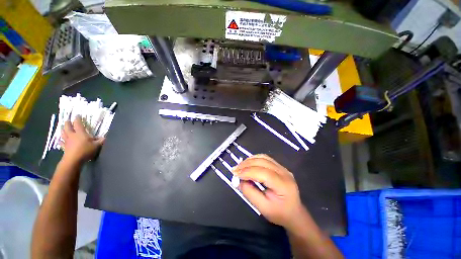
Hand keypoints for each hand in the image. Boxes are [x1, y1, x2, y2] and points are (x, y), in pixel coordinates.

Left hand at [60, 115, 104, 163]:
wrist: (74, 160)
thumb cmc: (86, 150)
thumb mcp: (97, 145)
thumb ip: (100, 141)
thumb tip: (105, 137)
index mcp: (80, 133)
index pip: (78, 124)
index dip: (78, 119)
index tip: (77, 115)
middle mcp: (72, 135)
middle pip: (68, 127)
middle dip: (68, 123)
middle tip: (67, 120)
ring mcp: (67, 141)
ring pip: (63, 133)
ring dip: (62, 129)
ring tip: (61, 126)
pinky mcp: (64, 147)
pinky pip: (61, 142)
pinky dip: (60, 140)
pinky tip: (59, 139)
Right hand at [233, 154, 304, 229]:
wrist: (294, 212)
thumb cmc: (279, 213)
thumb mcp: (263, 208)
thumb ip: (250, 193)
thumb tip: (239, 181)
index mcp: (283, 185)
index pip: (264, 173)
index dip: (248, 172)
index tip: (235, 174)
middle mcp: (284, 173)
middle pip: (263, 162)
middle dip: (246, 164)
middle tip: (234, 169)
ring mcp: (283, 168)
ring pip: (263, 157)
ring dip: (249, 160)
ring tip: (239, 166)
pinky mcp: (279, 166)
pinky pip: (265, 158)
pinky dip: (254, 159)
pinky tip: (248, 163)